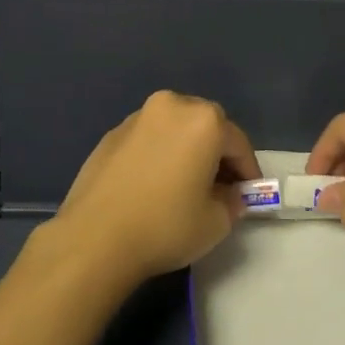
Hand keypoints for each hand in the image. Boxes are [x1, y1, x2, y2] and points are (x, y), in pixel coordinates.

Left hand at [47, 91, 260, 290]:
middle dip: (216, 153)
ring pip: (174, 129)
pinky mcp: (111, 134)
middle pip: (206, 126)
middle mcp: (171, 106)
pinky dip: (158, 154)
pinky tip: (152, 185)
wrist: (95, 238)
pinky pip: (148, 139)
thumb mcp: (215, 222)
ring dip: (185, 149)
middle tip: (219, 187)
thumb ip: (231, 202)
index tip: (249, 195)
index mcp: (203, 120)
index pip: (238, 143)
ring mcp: (137, 117)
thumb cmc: (165, 226)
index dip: (248, 171)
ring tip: (183, 184)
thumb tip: (228, 195)